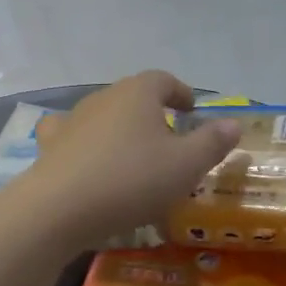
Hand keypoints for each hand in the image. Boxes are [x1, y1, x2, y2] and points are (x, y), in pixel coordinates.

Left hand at [22, 72, 240, 246]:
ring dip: (120, 129)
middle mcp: (104, 95)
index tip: (191, 110)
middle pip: (134, 96)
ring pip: (104, 114)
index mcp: (139, 92)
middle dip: (152, 113)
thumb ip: (212, 142)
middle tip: (169, 140)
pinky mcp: (52, 143)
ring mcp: (73, 117)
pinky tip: (87, 157)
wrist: (61, 206)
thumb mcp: (186, 166)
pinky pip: (72, 133)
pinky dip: (83, 141)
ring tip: (133, 156)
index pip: (164, 79)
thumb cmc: (132, 180)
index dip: (180, 92)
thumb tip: (234, 123)